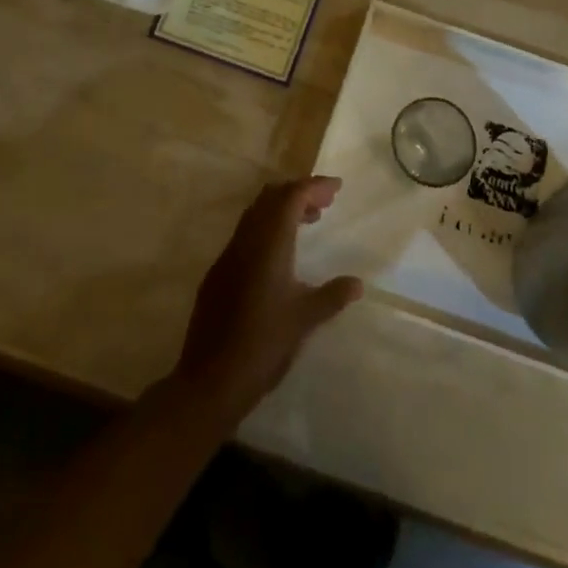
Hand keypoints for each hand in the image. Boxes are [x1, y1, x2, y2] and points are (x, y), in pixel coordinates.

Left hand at [173, 177, 362, 422]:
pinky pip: (246, 234)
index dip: (314, 186)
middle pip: (271, 197)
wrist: (209, 381)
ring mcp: (228, 256)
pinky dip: (267, 228)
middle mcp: (246, 241)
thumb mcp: (304, 320)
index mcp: (268, 243)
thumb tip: (358, 283)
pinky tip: (280, 255)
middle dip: (298, 192)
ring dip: (282, 209)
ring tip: (308, 222)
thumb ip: (332, 296)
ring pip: (256, 214)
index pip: (292, 196)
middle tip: (325, 203)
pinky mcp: (218, 273)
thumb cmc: (262, 345)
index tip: (337, 188)